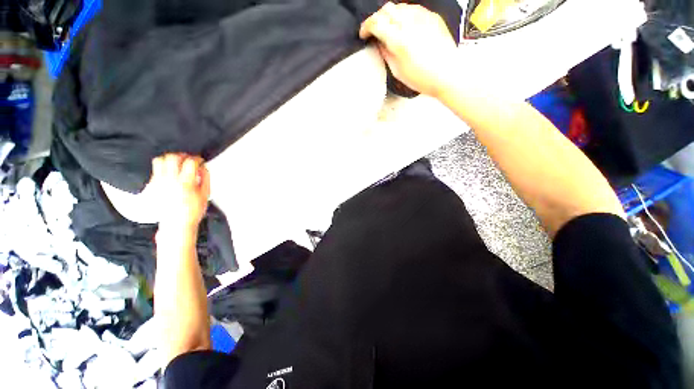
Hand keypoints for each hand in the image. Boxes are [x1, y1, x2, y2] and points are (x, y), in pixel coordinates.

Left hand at [150, 153, 209, 231]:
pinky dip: (163, 166)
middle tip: (188, 159)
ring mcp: (159, 182)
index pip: (190, 162)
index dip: (197, 159)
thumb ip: (205, 178)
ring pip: (160, 160)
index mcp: (186, 182)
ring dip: (170, 159)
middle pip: (173, 157)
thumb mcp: (206, 194)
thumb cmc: (193, 210)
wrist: (176, 223)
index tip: (200, 161)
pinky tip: (170, 171)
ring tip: (177, 163)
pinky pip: (155, 169)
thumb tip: (203, 168)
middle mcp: (170, 180)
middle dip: (183, 155)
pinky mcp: (152, 185)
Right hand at [359, 2, 457, 97]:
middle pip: (386, 10)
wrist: (447, 74)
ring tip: (390, 29)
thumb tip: (379, 43)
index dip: (366, 27)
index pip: (376, 23)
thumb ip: (386, 53)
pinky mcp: (432, 17)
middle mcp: (409, 23)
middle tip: (375, 31)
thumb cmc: (422, 78)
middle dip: (377, 19)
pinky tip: (405, 26)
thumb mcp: (397, 71)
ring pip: (399, 7)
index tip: (364, 34)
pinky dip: (404, 15)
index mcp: (399, 39)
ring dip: (390, 16)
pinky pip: (413, 9)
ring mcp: (422, 17)